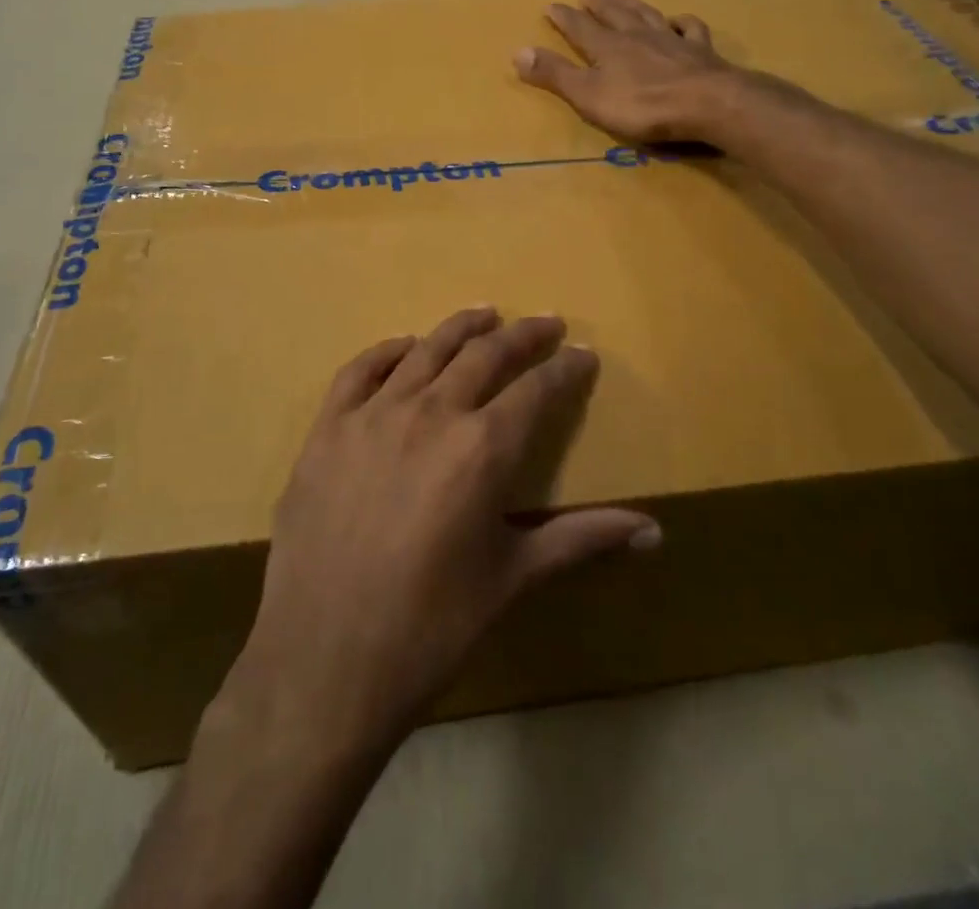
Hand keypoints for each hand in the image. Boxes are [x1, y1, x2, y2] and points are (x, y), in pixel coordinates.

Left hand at [220, 308, 660, 761]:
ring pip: (426, 350)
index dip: (565, 369)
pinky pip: (360, 370)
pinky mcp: (327, 429)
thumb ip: (582, 541)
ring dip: (460, 328)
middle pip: (484, 355)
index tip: (582, 354)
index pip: (537, 390)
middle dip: (521, 336)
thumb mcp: (512, 580)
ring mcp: (372, 415)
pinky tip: (405, 346)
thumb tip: (654, 531)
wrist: (324, 663)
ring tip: (485, 314)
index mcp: (482, 449)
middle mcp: (430, 414)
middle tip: (544, 324)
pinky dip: (388, 350)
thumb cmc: (431, 629)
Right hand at [514, 0, 778, 144]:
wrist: (708, 104)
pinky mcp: (701, 52)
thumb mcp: (588, 96)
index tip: (551, 5)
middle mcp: (638, 36)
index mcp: (608, 48)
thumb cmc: (643, 106)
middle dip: (598, 5)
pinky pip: (690, 29)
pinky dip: (681, 22)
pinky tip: (678, 20)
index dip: (564, 17)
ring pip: (647, 15)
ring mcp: (671, 41)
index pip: (580, 27)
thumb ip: (556, 75)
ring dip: (633, 5)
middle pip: (614, 15)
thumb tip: (518, 51)